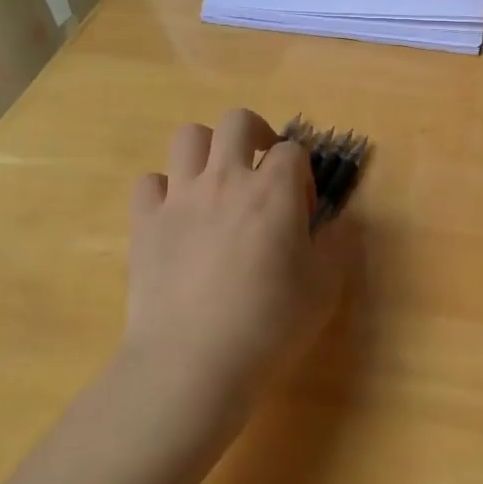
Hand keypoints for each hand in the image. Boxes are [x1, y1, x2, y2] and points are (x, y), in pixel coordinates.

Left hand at [123, 109, 346, 409]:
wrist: (193, 362)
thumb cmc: (269, 324)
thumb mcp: (324, 287)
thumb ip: (336, 245)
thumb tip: (337, 222)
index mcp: (274, 191)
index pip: (293, 150)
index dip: (302, 172)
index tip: (302, 206)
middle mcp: (226, 180)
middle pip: (237, 121)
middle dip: (256, 133)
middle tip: (261, 166)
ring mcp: (180, 198)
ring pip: (188, 137)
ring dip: (207, 150)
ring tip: (217, 180)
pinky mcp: (145, 223)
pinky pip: (149, 182)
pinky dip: (164, 190)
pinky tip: (176, 215)